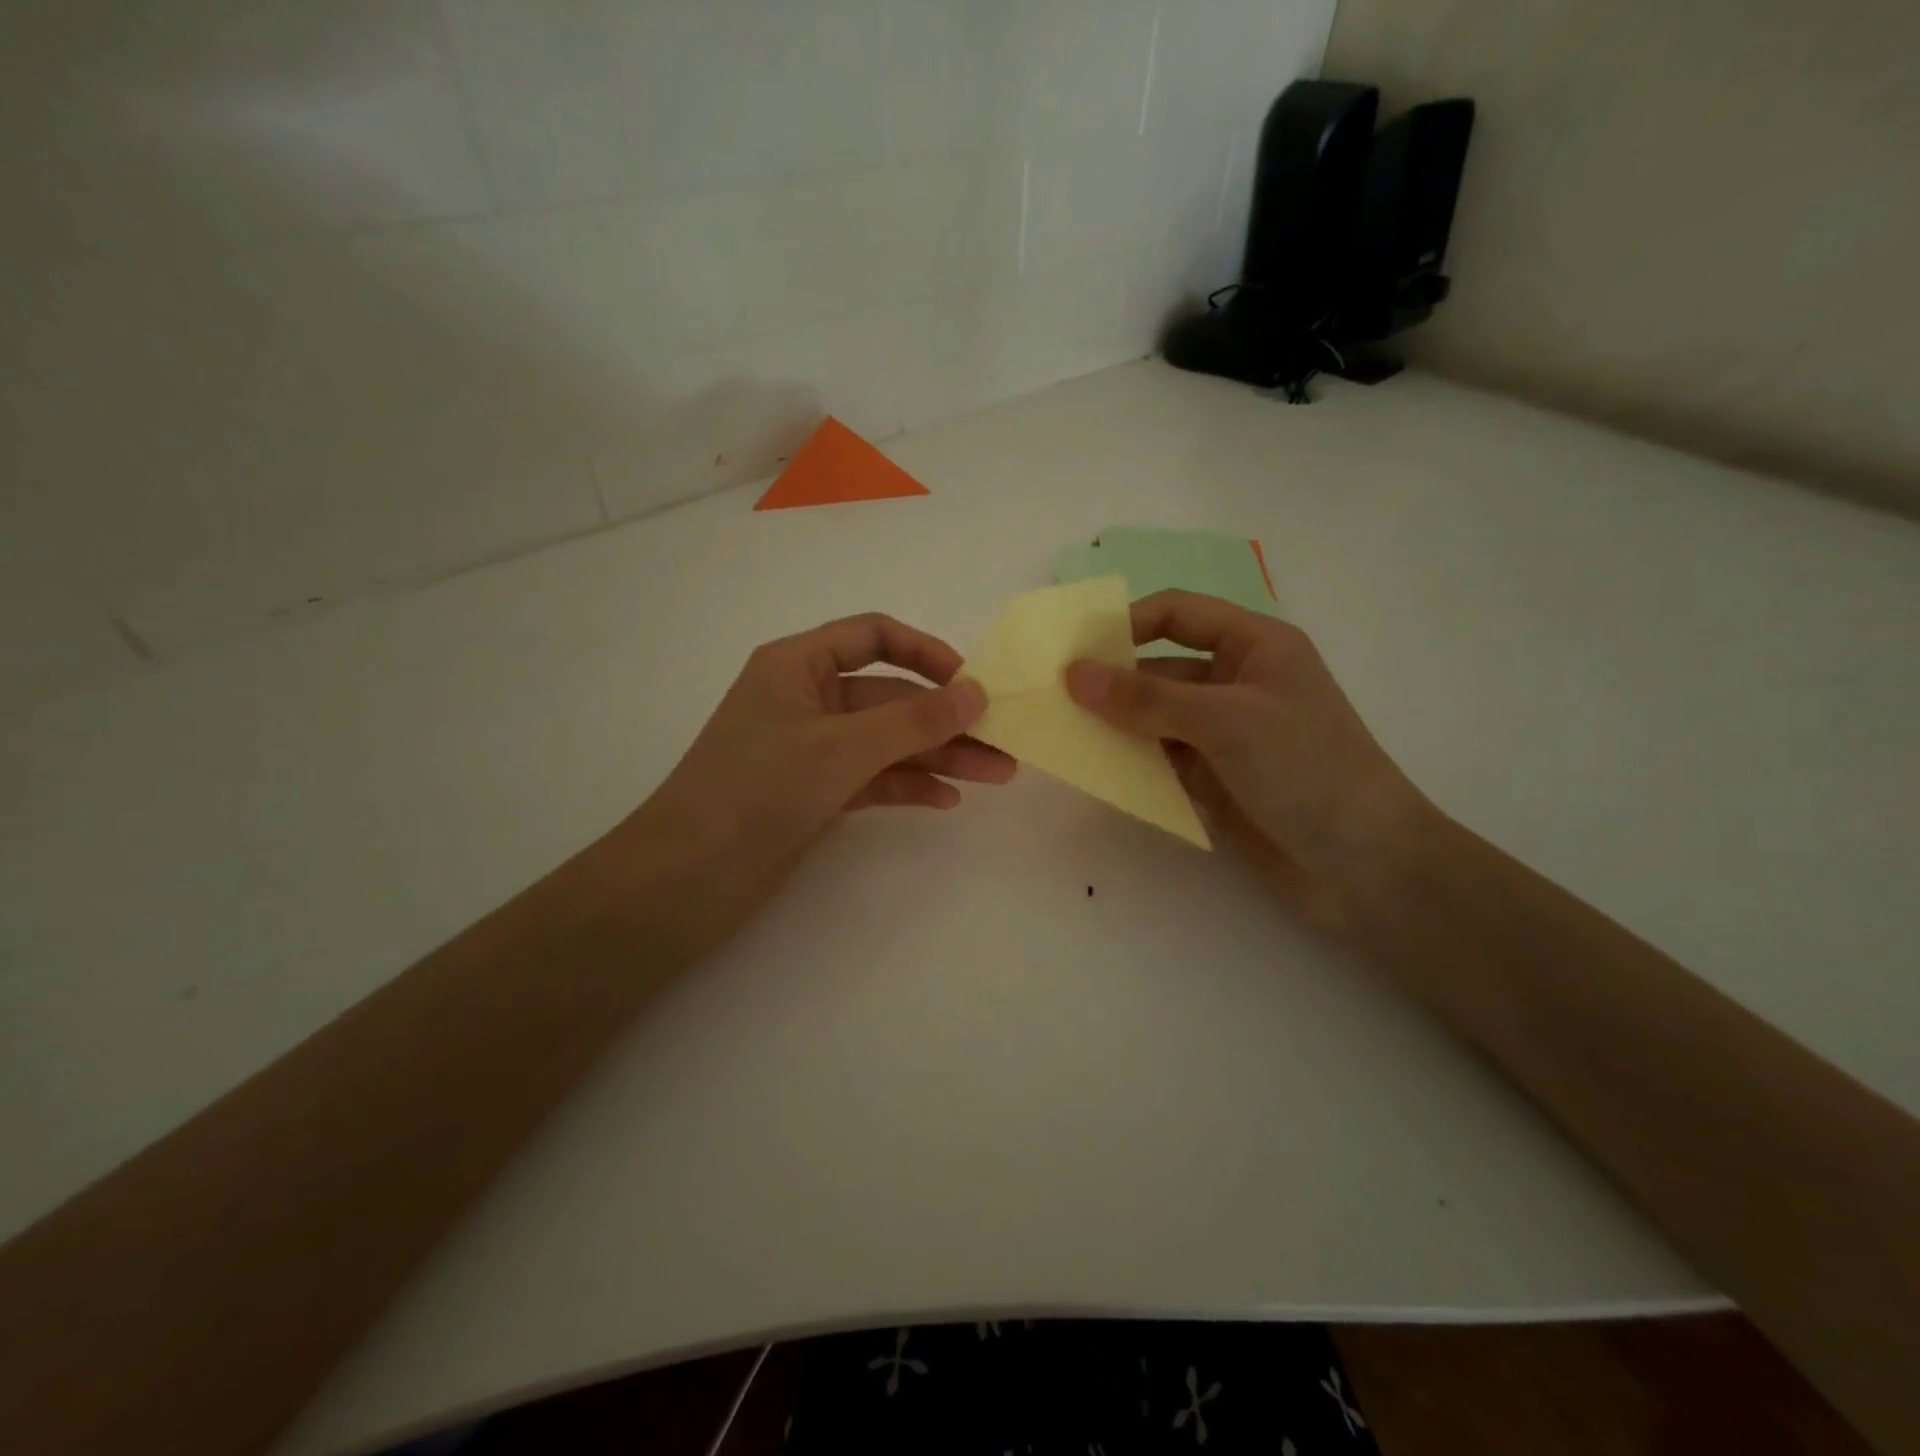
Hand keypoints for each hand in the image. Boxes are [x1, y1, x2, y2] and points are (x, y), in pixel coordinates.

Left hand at [594, 613, 1013, 956]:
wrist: (685, 880)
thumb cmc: (757, 790)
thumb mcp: (841, 747)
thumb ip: (913, 720)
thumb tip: (978, 693)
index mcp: (798, 666)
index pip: (872, 636)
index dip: (925, 651)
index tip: (970, 681)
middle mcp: (806, 700)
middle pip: (890, 697)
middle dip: (945, 719)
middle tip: (1003, 743)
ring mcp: (811, 751)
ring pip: (887, 742)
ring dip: (938, 756)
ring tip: (995, 775)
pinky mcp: (814, 795)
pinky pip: (872, 779)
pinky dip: (907, 786)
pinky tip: (946, 801)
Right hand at [1064, 590, 1428, 924]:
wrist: (1365, 864)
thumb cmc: (1305, 768)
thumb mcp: (1224, 720)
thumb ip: (1146, 697)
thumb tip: (1074, 674)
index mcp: (1254, 645)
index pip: (1178, 613)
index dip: (1128, 623)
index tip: (1076, 650)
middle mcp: (1236, 682)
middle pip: (1160, 666)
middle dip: (1112, 681)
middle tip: (1054, 698)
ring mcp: (1224, 734)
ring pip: (1156, 716)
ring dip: (1117, 724)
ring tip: (1063, 733)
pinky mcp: (1215, 778)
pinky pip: (1162, 758)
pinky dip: (1132, 761)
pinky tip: (1096, 769)